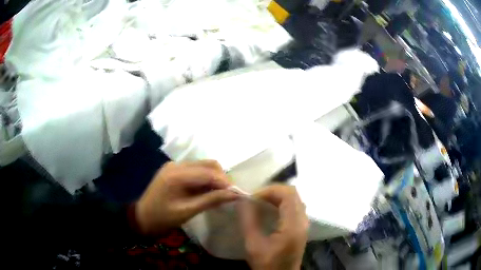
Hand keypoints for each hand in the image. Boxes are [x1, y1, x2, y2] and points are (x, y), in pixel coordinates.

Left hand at [135, 160, 238, 234]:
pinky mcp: (174, 170)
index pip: (209, 172)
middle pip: (208, 164)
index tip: (237, 194)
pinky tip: (207, 191)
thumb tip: (235, 194)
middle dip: (221, 178)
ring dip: (214, 178)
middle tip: (229, 195)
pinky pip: (196, 170)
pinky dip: (205, 179)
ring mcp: (175, 166)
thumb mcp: (188, 211)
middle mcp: (177, 165)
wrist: (143, 218)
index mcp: (177, 174)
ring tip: (220, 194)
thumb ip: (211, 200)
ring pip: (203, 166)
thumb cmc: (163, 218)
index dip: (225, 182)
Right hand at [240, 185, 308, 269]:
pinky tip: (269, 209)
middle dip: (273, 191)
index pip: (287, 195)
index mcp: (293, 225)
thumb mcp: (253, 245)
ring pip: (295, 199)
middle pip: (293, 194)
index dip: (269, 191)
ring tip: (260, 201)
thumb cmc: (267, 264)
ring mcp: (304, 224)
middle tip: (255, 197)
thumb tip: (243, 201)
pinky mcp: (301, 227)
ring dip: (277, 196)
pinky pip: (295, 206)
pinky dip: (282, 203)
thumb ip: (248, 221)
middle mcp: (303, 221)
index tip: (252, 197)